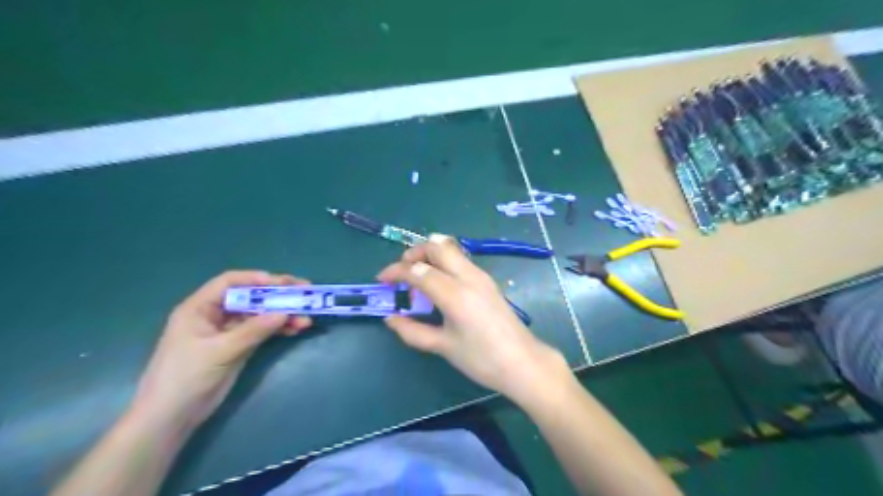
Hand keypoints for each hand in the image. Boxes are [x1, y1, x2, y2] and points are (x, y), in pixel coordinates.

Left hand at [130, 272, 311, 434]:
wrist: (171, 417)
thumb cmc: (186, 377)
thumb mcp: (220, 351)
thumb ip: (253, 330)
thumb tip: (285, 313)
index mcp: (200, 308)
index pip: (230, 282)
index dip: (256, 279)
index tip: (282, 284)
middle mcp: (215, 314)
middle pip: (250, 296)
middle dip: (277, 295)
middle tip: (304, 293)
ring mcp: (228, 331)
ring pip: (260, 314)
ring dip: (283, 314)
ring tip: (305, 319)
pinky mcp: (238, 346)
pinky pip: (262, 330)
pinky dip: (278, 329)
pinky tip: (295, 329)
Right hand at [376, 234, 568, 401]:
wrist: (522, 362)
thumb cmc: (481, 359)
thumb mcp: (442, 347)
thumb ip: (412, 330)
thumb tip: (390, 318)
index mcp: (454, 294)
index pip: (418, 270)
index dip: (396, 271)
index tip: (382, 279)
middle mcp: (468, 276)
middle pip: (437, 246)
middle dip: (415, 252)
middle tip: (403, 271)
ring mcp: (481, 275)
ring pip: (451, 249)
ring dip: (430, 255)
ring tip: (419, 278)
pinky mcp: (488, 280)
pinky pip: (461, 260)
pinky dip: (444, 263)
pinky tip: (439, 284)